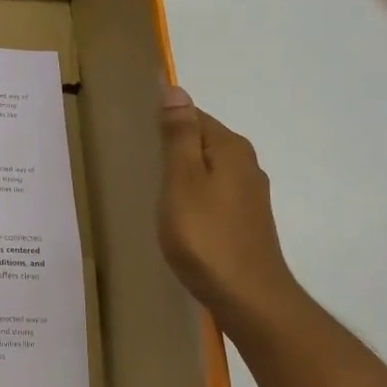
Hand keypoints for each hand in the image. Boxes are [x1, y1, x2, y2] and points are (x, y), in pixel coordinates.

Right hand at [157, 85, 305, 325]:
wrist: (248, 298)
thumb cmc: (205, 236)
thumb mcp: (182, 180)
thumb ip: (178, 135)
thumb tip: (175, 89)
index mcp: (231, 149)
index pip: (195, 116)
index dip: (166, 120)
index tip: (136, 134)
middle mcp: (247, 166)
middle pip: (205, 142)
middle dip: (175, 146)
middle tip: (138, 160)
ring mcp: (250, 197)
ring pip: (210, 171)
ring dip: (184, 174)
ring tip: (152, 188)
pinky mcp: (246, 223)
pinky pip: (215, 195)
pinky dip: (194, 197)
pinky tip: (178, 215)